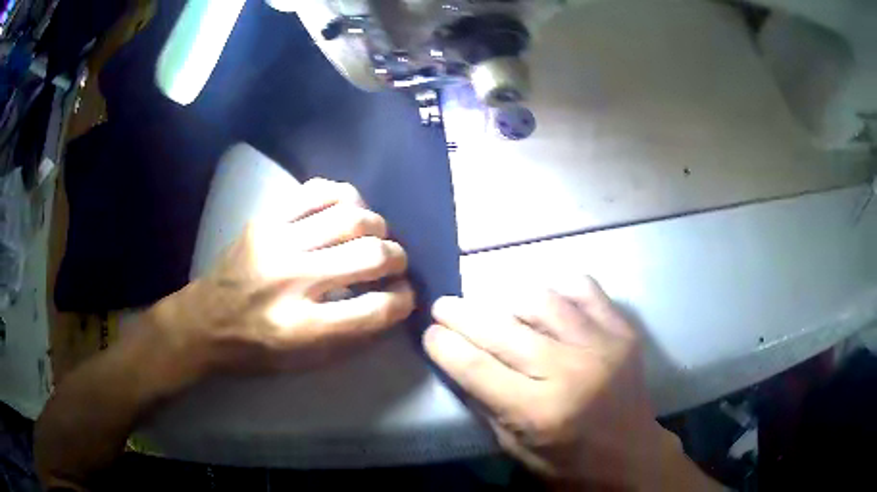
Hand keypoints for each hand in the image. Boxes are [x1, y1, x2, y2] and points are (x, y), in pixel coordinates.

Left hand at [147, 178, 414, 376]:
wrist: (204, 322)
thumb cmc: (255, 350)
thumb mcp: (304, 363)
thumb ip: (351, 337)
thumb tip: (391, 305)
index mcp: (303, 327)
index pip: (375, 309)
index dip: (403, 301)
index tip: (405, 297)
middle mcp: (293, 280)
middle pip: (369, 255)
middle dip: (397, 258)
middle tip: (395, 263)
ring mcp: (277, 243)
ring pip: (349, 216)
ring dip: (376, 225)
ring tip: (375, 235)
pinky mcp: (265, 220)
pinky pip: (315, 193)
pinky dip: (343, 196)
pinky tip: (349, 209)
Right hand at [425, 277, 719, 490]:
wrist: (631, 454)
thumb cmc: (568, 461)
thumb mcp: (515, 448)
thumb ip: (486, 403)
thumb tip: (458, 359)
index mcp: (539, 412)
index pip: (476, 367)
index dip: (444, 345)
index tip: (429, 331)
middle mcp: (569, 372)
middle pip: (501, 329)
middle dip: (461, 314)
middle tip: (444, 306)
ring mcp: (600, 345)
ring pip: (540, 300)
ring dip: (507, 300)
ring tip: (496, 308)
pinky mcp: (621, 330)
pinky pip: (583, 288)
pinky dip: (557, 288)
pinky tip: (546, 300)